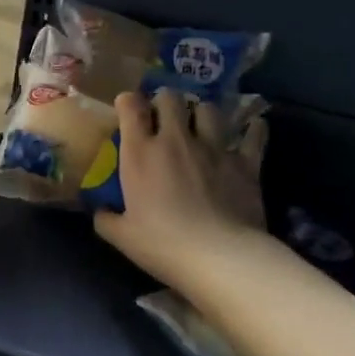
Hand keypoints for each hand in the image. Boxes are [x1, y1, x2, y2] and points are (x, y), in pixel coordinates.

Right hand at [94, 90, 269, 287]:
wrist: (220, 257)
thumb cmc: (164, 245)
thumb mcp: (122, 237)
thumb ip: (106, 219)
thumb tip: (100, 211)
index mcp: (141, 152)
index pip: (131, 106)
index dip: (128, 102)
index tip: (128, 110)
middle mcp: (176, 139)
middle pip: (171, 98)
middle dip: (165, 102)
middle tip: (164, 118)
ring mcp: (214, 147)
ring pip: (209, 108)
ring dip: (203, 113)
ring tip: (202, 125)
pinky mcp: (246, 161)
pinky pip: (253, 134)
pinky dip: (252, 130)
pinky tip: (252, 130)